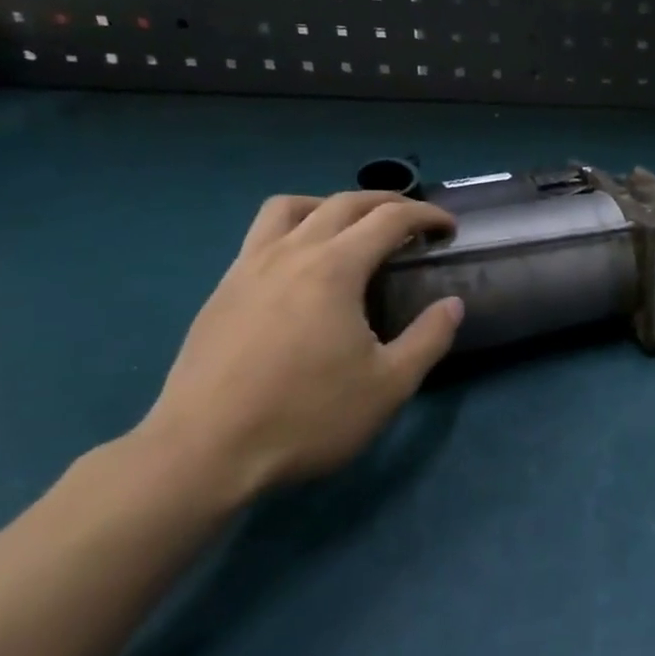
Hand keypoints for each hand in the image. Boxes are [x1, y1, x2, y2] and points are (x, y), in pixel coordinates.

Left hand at [136, 192, 463, 502]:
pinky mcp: (221, 291)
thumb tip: (452, 304)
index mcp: (334, 268)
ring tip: (350, 229)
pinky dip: (293, 231)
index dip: (426, 216)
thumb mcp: (389, 385)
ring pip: (289, 207)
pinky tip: (302, 269)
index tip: (449, 229)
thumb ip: (429, 338)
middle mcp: (290, 253)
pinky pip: (260, 236)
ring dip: (330, 205)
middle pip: (343, 202)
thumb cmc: (306, 416)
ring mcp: (248, 269)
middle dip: (386, 202)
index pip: (390, 218)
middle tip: (413, 221)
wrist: (202, 454)